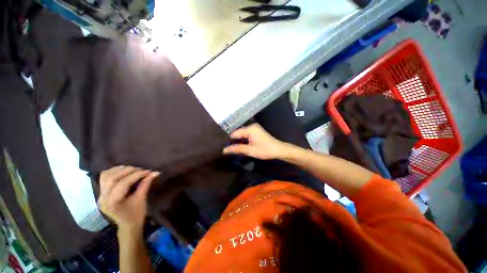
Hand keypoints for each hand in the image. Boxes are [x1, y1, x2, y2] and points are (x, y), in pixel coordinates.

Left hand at [97, 166, 158, 232]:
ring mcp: (100, 196)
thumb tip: (155, 172)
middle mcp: (103, 198)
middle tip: (141, 169)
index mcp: (113, 202)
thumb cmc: (136, 214)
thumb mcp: (142, 199)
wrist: (127, 226)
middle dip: (128, 171)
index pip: (124, 183)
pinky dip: (113, 172)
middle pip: (112, 178)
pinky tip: (122, 172)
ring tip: (131, 169)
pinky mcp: (101, 194)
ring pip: (106, 176)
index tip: (148, 171)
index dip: (137, 175)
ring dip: (119, 170)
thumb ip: (146, 184)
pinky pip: (104, 179)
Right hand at [223, 123, 287, 159]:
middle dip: (232, 140)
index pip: (235, 133)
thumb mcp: (250, 150)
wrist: (278, 150)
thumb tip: (224, 150)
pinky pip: (246, 135)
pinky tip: (239, 145)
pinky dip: (243, 140)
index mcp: (250, 129)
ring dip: (237, 141)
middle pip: (238, 133)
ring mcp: (254, 129)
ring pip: (242, 134)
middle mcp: (251, 126)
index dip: (228, 140)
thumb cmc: (265, 150)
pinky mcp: (256, 132)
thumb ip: (237, 149)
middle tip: (225, 148)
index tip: (222, 146)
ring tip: (230, 148)